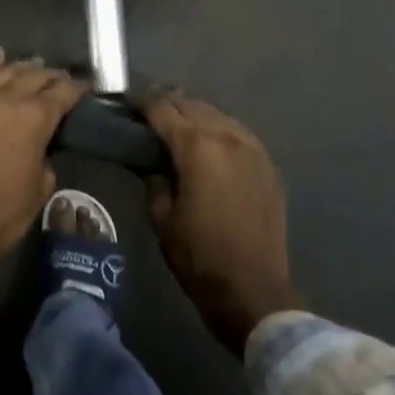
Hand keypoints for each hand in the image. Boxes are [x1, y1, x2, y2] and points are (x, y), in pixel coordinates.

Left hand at [0, 50, 85, 328]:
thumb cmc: (5, 212)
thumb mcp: (43, 183)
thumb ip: (46, 150)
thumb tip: (42, 138)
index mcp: (33, 117)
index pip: (63, 91)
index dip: (78, 88)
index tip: (87, 88)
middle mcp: (6, 98)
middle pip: (36, 75)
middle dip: (53, 77)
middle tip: (63, 83)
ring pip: (7, 71)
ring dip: (25, 69)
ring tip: (37, 69)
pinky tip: (0, 57)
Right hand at [143, 92, 298, 357]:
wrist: (253, 290)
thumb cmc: (198, 256)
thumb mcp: (161, 217)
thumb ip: (154, 179)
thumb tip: (153, 162)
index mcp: (197, 147)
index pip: (163, 109)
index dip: (142, 104)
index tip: (127, 105)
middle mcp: (227, 136)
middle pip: (192, 105)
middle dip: (168, 104)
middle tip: (148, 115)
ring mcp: (253, 148)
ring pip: (218, 115)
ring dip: (195, 114)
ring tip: (177, 125)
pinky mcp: (267, 164)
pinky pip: (239, 133)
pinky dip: (219, 130)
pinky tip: (209, 143)